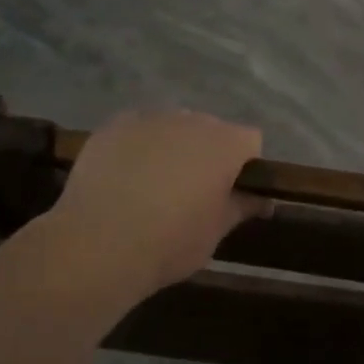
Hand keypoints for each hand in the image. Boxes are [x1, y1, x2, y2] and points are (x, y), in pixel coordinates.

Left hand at [48, 110, 265, 295]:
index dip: (244, 165)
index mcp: (224, 143)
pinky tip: (124, 178)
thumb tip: (264, 200)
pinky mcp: (113, 126)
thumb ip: (242, 207)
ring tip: (153, 185)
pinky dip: (137, 148)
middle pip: (209, 130)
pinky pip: (137, 131)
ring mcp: (149, 118)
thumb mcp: (215, 232)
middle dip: (207, 154)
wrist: (98, 244)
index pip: (250, 141)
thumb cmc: (170, 242)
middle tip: (192, 191)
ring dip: (171, 148)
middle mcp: (190, 120)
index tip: (231, 192)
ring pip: (171, 128)